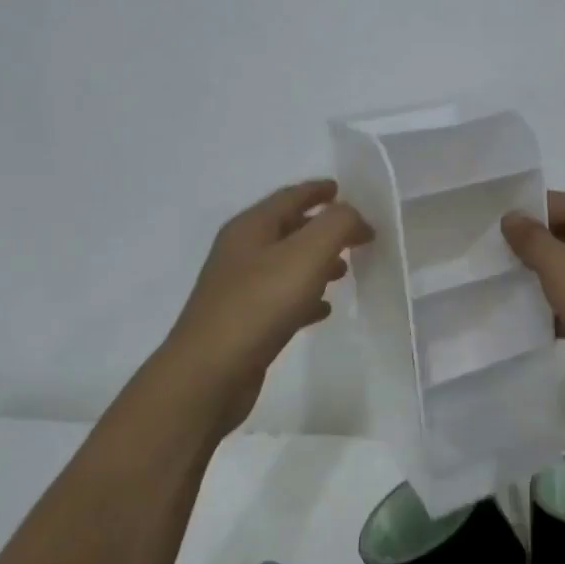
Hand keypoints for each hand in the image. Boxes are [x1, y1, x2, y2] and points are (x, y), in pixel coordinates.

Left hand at [160, 180, 372, 434]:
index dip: (317, 190)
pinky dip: (305, 297)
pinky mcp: (244, 323)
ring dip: (316, 263)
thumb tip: (354, 217)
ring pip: (286, 265)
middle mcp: (241, 252)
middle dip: (321, 228)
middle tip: (354, 235)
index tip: (342, 189)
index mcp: (251, 228)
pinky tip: (323, 309)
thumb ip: (337, 225)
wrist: (209, 374)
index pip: (289, 197)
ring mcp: (239, 289)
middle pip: (287, 229)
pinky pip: (282, 299)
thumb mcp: (307, 254)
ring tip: (345, 271)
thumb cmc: (259, 305)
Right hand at [501, 191, 564, 402]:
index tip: (487, 238)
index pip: (552, 203)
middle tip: (491, 269)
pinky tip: (536, 326)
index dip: (521, 219)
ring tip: (506, 296)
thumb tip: (511, 216)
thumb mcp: (561, 266)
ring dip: (546, 284)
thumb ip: (531, 240)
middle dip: (530, 253)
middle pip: (562, 235)